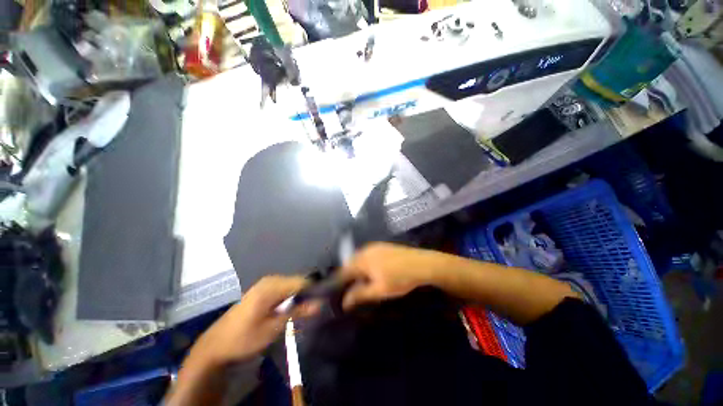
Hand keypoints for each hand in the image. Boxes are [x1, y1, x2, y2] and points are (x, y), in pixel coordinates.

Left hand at [191, 275, 318, 367]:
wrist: (216, 346)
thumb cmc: (245, 338)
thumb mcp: (273, 328)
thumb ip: (297, 312)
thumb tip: (320, 304)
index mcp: (272, 286)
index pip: (302, 281)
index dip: (314, 290)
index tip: (322, 302)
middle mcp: (270, 280)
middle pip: (297, 282)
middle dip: (306, 294)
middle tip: (313, 310)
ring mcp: (265, 284)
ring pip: (290, 286)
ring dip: (298, 297)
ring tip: (303, 311)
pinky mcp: (261, 290)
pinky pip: (282, 289)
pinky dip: (289, 298)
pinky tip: (289, 309)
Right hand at [340, 243, 445, 309]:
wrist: (421, 264)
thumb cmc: (399, 279)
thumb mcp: (379, 290)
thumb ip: (360, 294)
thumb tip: (345, 301)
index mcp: (363, 260)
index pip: (344, 270)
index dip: (338, 281)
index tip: (335, 291)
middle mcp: (366, 250)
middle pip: (351, 262)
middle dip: (347, 274)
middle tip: (348, 287)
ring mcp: (375, 246)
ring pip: (360, 257)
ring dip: (357, 268)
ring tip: (359, 280)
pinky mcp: (383, 246)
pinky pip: (368, 254)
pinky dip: (365, 262)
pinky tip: (372, 270)